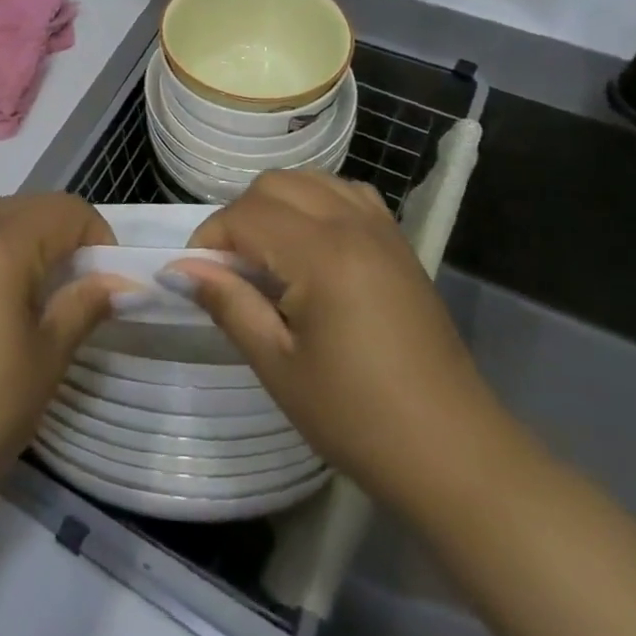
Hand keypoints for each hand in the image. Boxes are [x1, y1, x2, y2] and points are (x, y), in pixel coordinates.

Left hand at [0, 194, 124, 518]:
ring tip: (40, 301)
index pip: (66, 210)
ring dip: (29, 243)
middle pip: (29, 208)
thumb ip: (83, 307)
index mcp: (1, 242)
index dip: (98, 239)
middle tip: (79, 292)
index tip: (107, 287)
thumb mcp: (46, 358)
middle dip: (64, 237)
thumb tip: (116, 283)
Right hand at [165, 170, 502, 510]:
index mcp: (322, 255)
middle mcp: (353, 226)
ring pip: (311, 181)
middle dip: (239, 216)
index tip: (197, 277)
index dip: (210, 239)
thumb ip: (228, 303)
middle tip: (231, 269)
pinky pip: (348, 194)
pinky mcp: (400, 245)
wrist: (454, 454)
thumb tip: (181, 268)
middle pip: (275, 185)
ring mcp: (382, 231)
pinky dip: (317, 202)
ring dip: (277, 204)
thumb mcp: (277, 365)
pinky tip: (311, 244)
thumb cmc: (358, 418)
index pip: (245, 215)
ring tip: (267, 255)